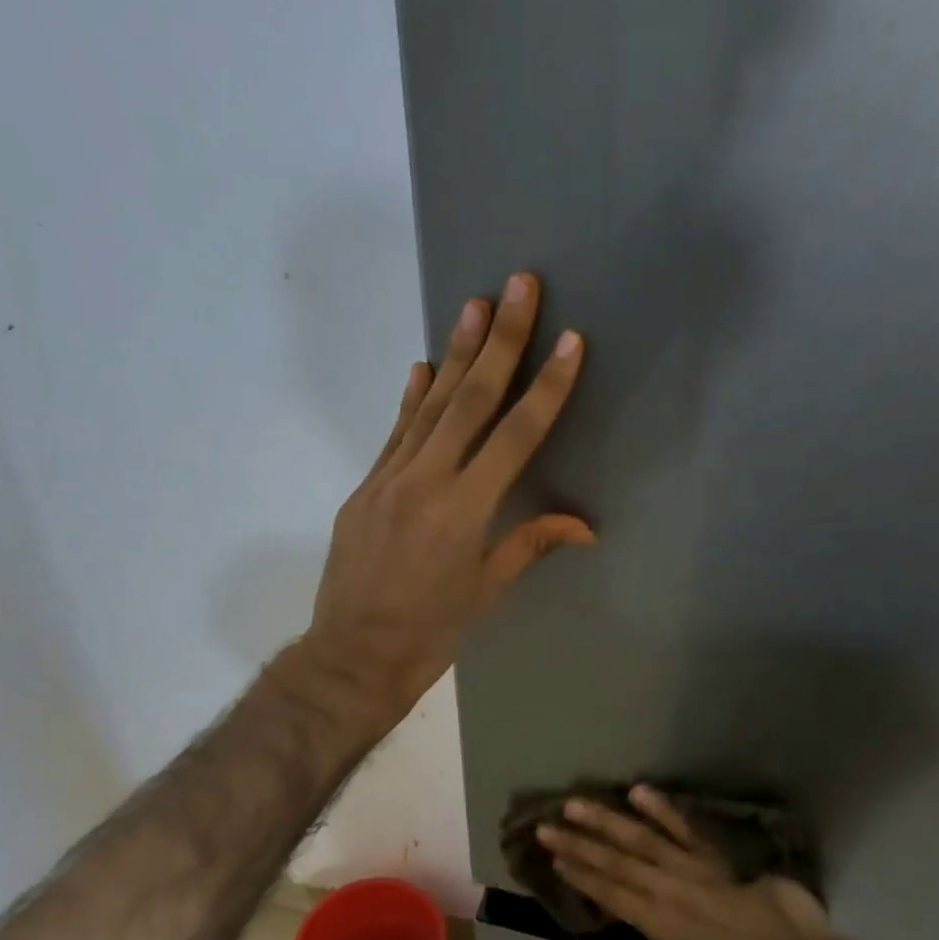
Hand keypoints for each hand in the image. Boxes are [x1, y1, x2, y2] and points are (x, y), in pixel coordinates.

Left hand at [301, 272, 594, 721]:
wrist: (353, 655)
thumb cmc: (431, 634)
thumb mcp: (487, 591)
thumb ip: (530, 544)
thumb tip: (585, 526)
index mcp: (466, 511)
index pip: (515, 436)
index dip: (546, 387)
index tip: (569, 340)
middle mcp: (427, 482)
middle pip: (469, 400)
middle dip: (499, 340)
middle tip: (518, 284)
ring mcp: (388, 480)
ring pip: (429, 406)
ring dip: (454, 353)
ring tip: (474, 303)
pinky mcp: (365, 488)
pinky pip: (395, 434)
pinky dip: (411, 399)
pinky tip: (422, 367)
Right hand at [538, 786, 836, 939]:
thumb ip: (676, 936)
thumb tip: (667, 916)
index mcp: (659, 926)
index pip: (612, 894)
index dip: (582, 877)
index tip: (555, 860)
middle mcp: (666, 894)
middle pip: (614, 865)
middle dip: (579, 846)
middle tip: (546, 828)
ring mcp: (690, 871)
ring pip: (639, 843)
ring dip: (605, 823)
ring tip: (575, 805)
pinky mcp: (716, 858)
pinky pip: (686, 830)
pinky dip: (662, 810)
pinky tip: (637, 792)